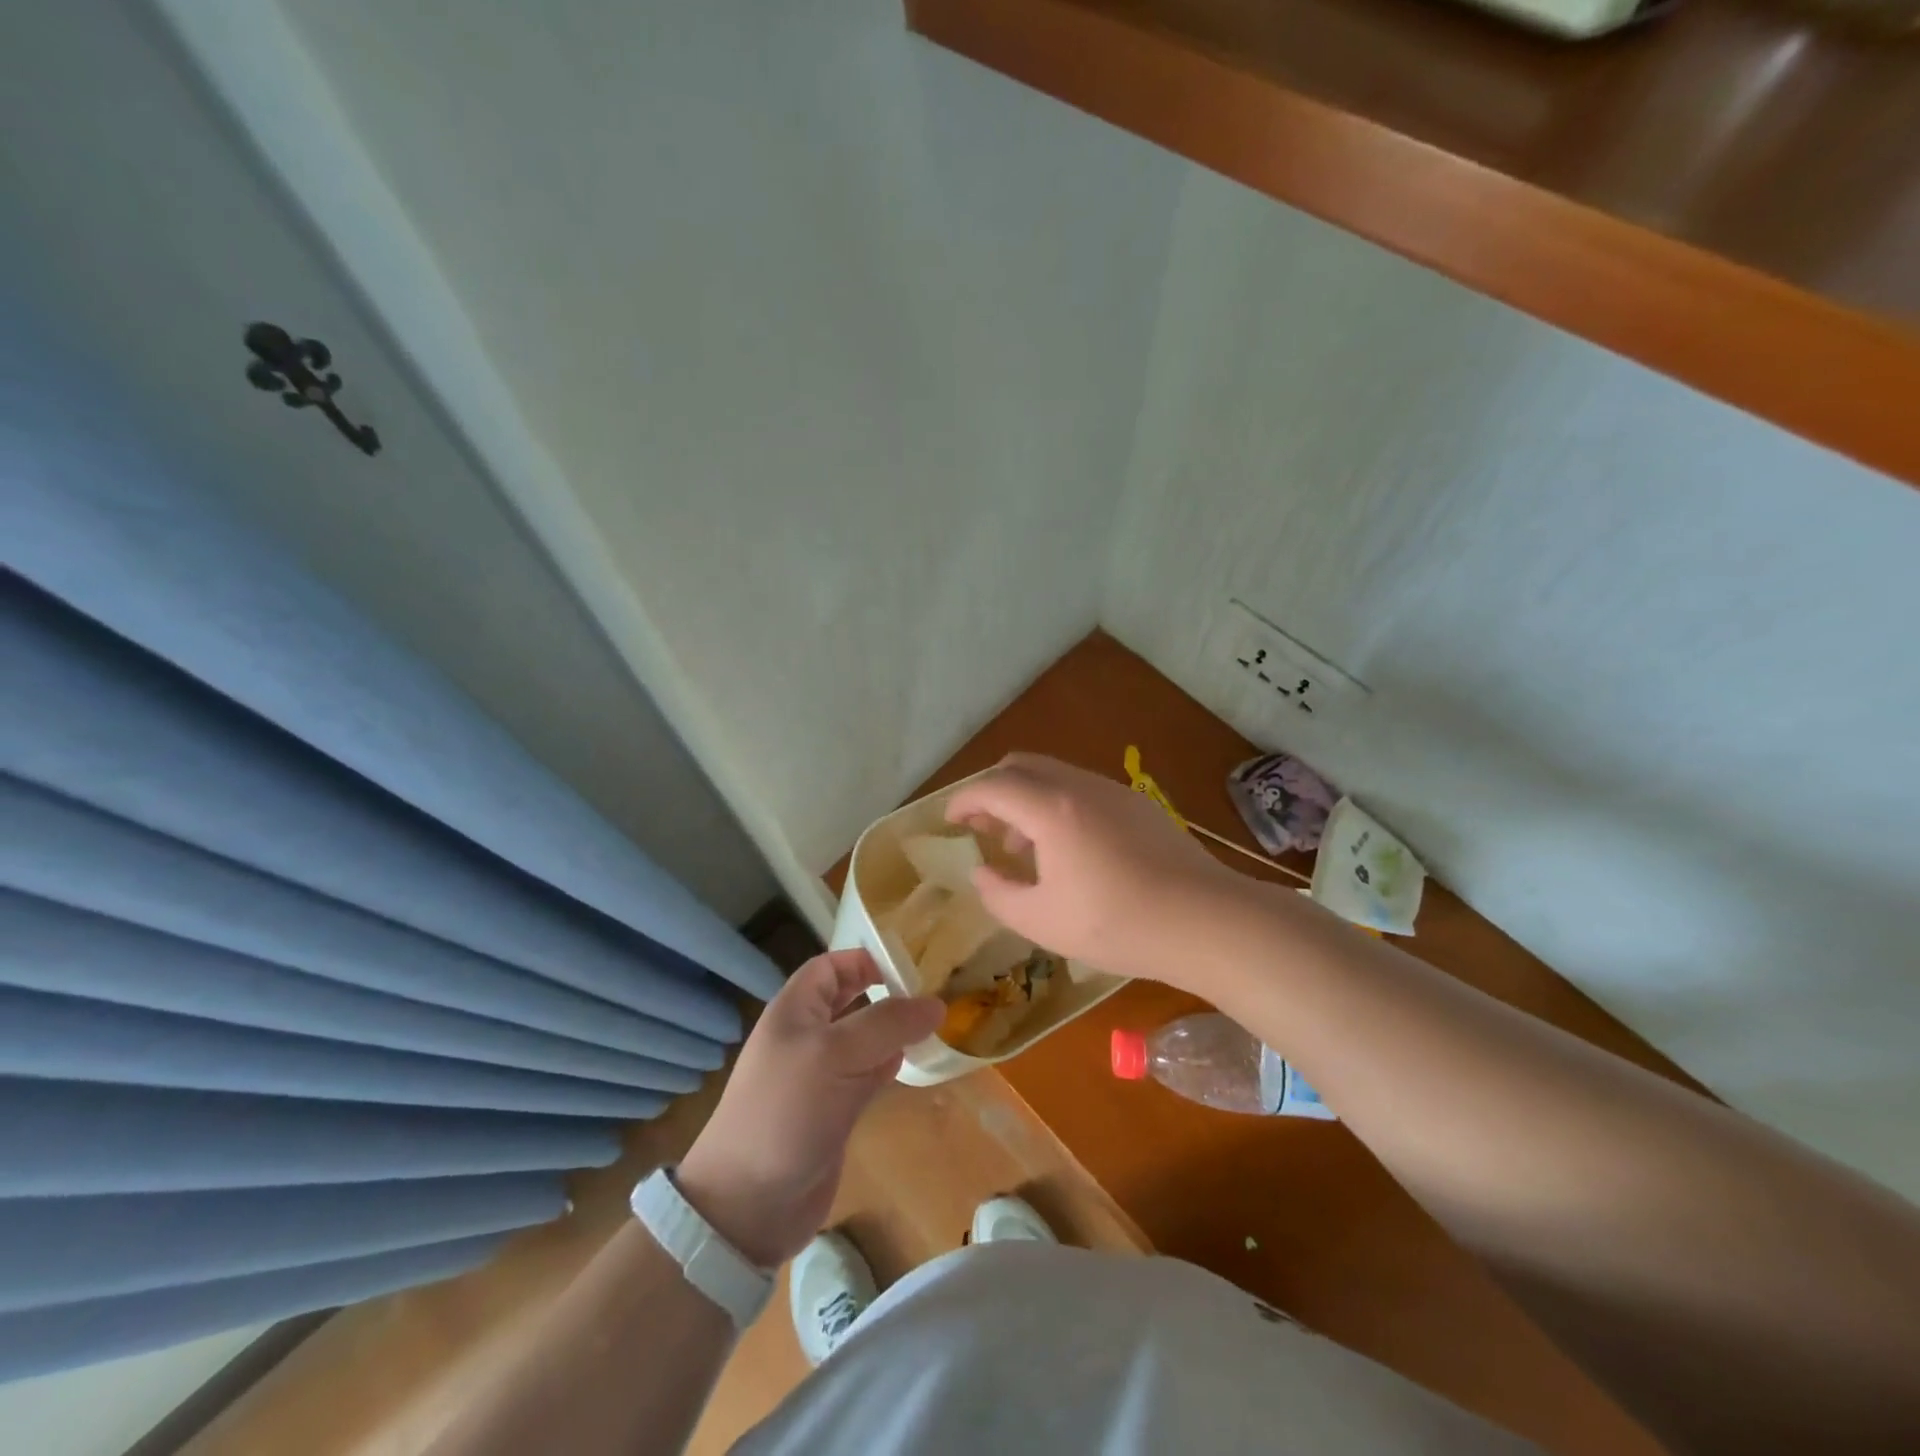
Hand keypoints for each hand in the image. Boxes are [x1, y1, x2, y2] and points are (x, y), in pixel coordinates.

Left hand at [676, 950, 943, 1267]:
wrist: (747, 1205)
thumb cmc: (786, 1111)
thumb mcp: (835, 1054)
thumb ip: (887, 1024)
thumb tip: (936, 1004)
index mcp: (795, 1010)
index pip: (831, 966)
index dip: (865, 960)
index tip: (909, 970)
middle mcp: (807, 1036)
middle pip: (851, 1000)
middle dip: (886, 994)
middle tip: (930, 996)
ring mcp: (820, 1075)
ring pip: (864, 1039)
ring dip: (894, 1032)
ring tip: (933, 1027)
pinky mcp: (834, 1110)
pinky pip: (867, 1075)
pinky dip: (890, 1066)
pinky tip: (913, 1065)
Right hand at [945, 753, 1238, 986]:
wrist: (1206, 920)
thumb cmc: (1117, 924)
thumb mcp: (1043, 922)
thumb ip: (999, 894)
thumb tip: (982, 873)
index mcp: (1051, 809)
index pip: (993, 787)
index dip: (964, 800)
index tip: (950, 822)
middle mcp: (1080, 786)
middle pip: (1022, 766)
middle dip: (993, 791)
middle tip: (982, 828)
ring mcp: (1114, 791)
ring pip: (1054, 775)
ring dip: (1026, 799)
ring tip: (1021, 845)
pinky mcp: (1138, 804)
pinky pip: (1082, 790)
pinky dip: (1057, 805)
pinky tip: (1067, 849)